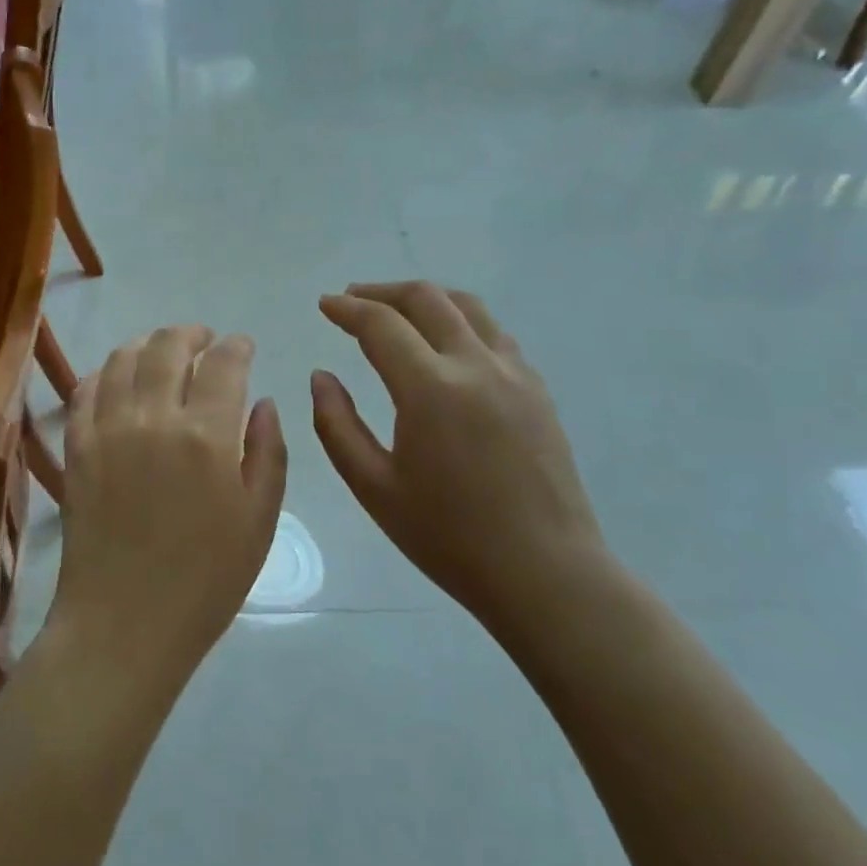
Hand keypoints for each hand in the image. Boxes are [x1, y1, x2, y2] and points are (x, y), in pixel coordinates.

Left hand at [54, 326, 287, 679]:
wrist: (124, 623)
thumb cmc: (205, 580)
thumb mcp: (259, 520)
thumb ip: (268, 452)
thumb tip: (263, 402)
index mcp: (206, 435)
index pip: (224, 362)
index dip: (237, 345)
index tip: (243, 345)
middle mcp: (154, 417)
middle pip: (168, 346)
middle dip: (192, 333)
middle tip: (205, 340)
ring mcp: (108, 428)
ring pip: (123, 357)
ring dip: (148, 344)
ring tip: (162, 352)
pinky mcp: (77, 446)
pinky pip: (86, 389)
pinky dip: (106, 372)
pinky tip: (119, 380)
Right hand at [312, 282, 608, 640]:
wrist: (545, 573)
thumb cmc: (449, 537)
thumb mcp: (374, 487)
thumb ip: (337, 425)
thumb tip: (321, 376)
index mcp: (431, 389)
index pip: (380, 324)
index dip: (347, 309)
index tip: (324, 305)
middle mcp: (475, 365)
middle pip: (426, 299)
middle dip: (382, 292)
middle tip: (352, 301)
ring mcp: (514, 373)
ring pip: (467, 306)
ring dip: (425, 298)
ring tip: (397, 311)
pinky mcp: (537, 389)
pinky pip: (494, 333)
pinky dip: (460, 320)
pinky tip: (446, 344)